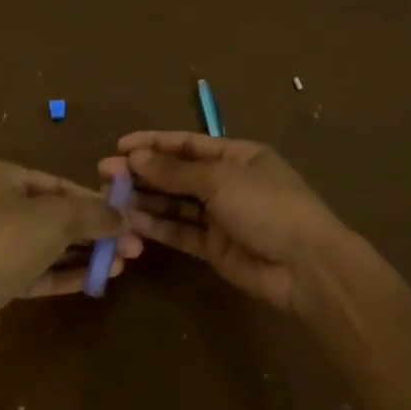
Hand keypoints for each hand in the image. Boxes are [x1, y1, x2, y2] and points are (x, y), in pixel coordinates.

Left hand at [0, 161, 141, 336]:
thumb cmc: (3, 242)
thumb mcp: (56, 219)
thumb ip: (93, 213)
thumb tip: (124, 215)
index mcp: (0, 177)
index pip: (58, 184)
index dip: (95, 201)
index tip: (126, 217)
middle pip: (54, 215)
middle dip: (94, 231)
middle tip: (132, 247)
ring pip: (46, 245)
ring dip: (83, 254)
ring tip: (120, 265)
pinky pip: (34, 271)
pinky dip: (63, 274)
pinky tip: (95, 280)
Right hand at [99, 132, 346, 312]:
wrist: (306, 266)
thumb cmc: (267, 205)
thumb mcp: (220, 180)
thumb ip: (175, 172)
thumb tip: (135, 158)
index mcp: (237, 155)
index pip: (187, 144)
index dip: (154, 143)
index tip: (120, 146)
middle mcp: (227, 182)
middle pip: (177, 174)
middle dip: (143, 172)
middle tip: (104, 174)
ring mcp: (221, 216)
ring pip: (175, 204)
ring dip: (145, 199)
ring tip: (109, 197)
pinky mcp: (215, 248)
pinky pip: (181, 232)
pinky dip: (157, 226)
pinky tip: (131, 221)